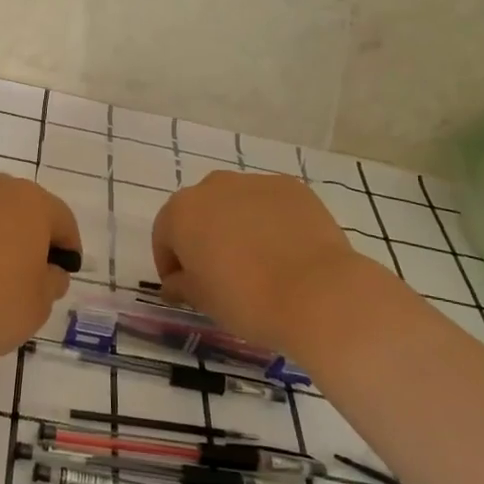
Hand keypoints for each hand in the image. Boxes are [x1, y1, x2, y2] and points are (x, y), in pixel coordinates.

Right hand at [153, 171, 392, 356]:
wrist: (318, 294)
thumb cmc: (246, 300)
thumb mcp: (203, 301)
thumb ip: (181, 285)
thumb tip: (175, 282)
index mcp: (182, 212)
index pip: (164, 235)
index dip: (170, 262)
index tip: (182, 287)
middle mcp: (213, 186)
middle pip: (200, 211)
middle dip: (203, 236)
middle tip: (219, 271)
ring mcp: (255, 182)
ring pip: (235, 203)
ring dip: (236, 225)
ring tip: (257, 260)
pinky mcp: (291, 187)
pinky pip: (270, 203)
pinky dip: (270, 221)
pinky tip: (285, 250)